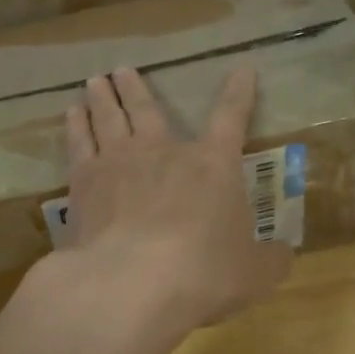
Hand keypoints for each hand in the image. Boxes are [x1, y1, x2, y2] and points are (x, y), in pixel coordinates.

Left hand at [53, 66, 291, 340]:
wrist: (131, 284)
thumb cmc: (203, 274)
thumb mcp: (253, 274)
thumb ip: (270, 260)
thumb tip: (284, 254)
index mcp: (213, 166)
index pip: (231, 118)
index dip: (239, 93)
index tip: (242, 69)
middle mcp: (164, 152)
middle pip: (148, 110)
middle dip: (137, 89)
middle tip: (122, 70)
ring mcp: (118, 164)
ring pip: (108, 119)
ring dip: (103, 99)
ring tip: (94, 82)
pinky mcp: (82, 185)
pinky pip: (78, 144)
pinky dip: (75, 127)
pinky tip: (70, 116)